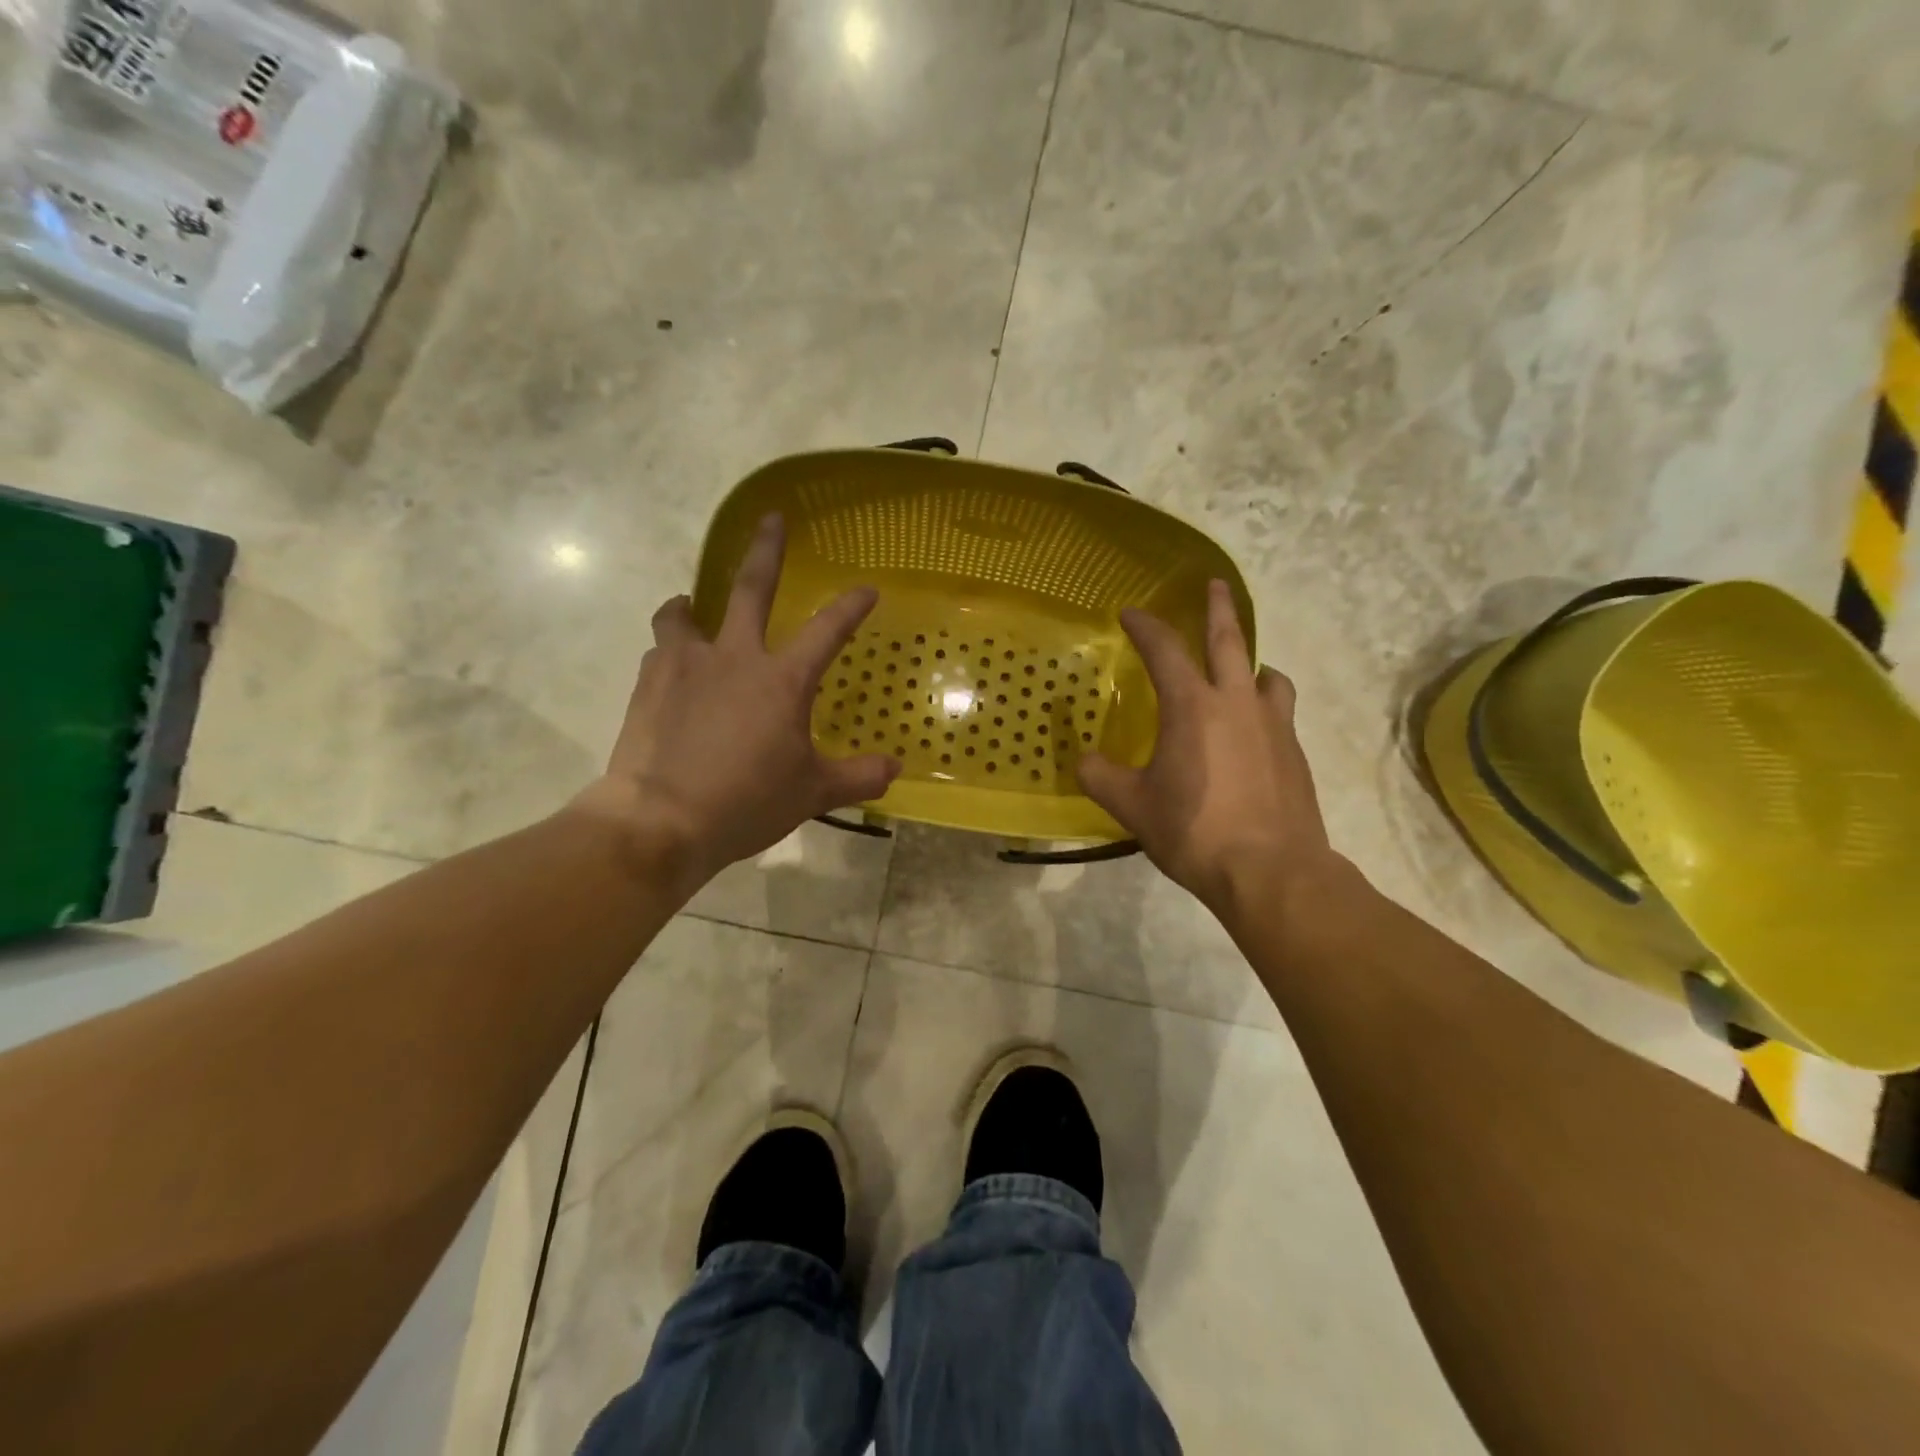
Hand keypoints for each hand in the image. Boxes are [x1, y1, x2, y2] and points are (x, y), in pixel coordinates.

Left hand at [574, 514, 900, 894]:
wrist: (661, 820)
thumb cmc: (746, 802)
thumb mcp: (811, 793)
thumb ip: (857, 777)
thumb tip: (893, 769)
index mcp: (781, 679)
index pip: (827, 630)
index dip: (850, 607)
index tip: (867, 589)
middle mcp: (734, 657)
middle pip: (751, 587)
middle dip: (766, 549)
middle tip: (772, 519)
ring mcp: (685, 665)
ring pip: (683, 612)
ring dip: (691, 605)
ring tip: (691, 607)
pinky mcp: (648, 683)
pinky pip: (659, 651)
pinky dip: (669, 651)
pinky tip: (671, 670)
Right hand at [1077, 581, 1340, 922]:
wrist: (1272, 871)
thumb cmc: (1195, 831)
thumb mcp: (1133, 807)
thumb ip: (1102, 778)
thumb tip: (1084, 762)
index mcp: (1192, 707)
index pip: (1164, 649)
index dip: (1145, 626)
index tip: (1131, 612)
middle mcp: (1236, 702)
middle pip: (1230, 640)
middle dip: (1218, 608)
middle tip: (1216, 585)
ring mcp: (1273, 725)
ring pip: (1267, 674)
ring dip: (1251, 662)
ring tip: (1243, 668)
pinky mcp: (1295, 752)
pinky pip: (1279, 711)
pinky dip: (1264, 704)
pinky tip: (1254, 728)